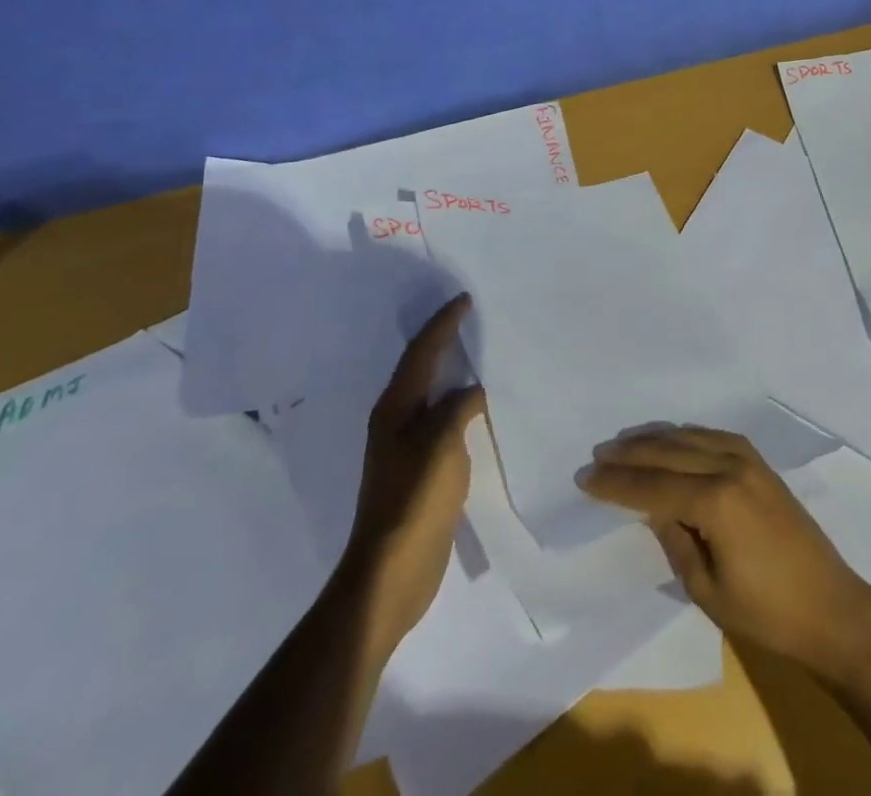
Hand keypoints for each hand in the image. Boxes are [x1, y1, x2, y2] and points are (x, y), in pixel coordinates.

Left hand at [343, 295, 485, 649]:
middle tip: (472, 318)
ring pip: (432, 393)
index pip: (422, 352)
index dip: (443, 324)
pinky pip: (443, 419)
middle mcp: (396, 420)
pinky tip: (479, 406)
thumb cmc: (414, 500)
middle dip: (443, 340)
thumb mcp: (441, 445)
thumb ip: (458, 408)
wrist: (390, 572)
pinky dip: (460, 402)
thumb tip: (473, 392)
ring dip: (452, 371)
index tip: (465, 299)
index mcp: (395, 408)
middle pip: (421, 368)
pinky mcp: (421, 469)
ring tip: (479, 353)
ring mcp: (406, 447)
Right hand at [580, 427, 870, 675]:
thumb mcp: (706, 589)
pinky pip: (714, 437)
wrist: (830, 607)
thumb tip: (651, 508)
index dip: (616, 483)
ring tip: (625, 442)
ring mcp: (749, 461)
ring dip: (656, 439)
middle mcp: (731, 467)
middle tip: (597, 454)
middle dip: (630, 453)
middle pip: (669, 452)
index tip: (584, 477)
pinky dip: (686, 436)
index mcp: (716, 501)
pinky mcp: (761, 464)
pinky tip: (672, 440)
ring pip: (691, 437)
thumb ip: (674, 540)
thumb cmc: (766, 613)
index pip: (653, 485)